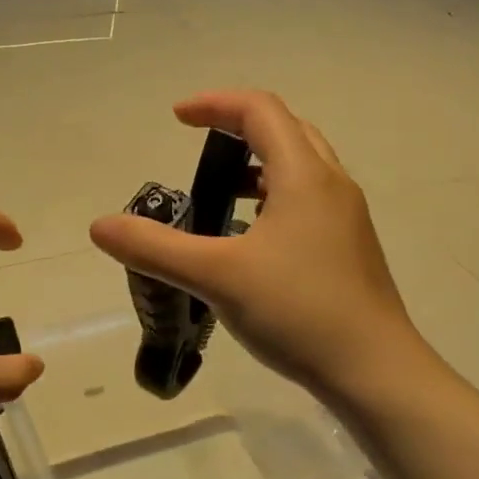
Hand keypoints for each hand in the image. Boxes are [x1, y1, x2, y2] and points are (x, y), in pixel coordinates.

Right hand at [90, 91, 420, 407]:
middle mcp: (331, 184)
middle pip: (285, 128)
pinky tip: (250, 236)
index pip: (259, 110)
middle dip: (237, 126)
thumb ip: (155, 248)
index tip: (176, 118)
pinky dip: (274, 194)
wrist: (377, 373)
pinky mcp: (349, 246)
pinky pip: (307, 197)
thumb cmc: (299, 312)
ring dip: (258, 161)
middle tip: (199, 145)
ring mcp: (346, 217)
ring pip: (301, 164)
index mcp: (304, 175)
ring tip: (221, 189)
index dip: (215, 104)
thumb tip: (100, 226)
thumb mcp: (217, 276)